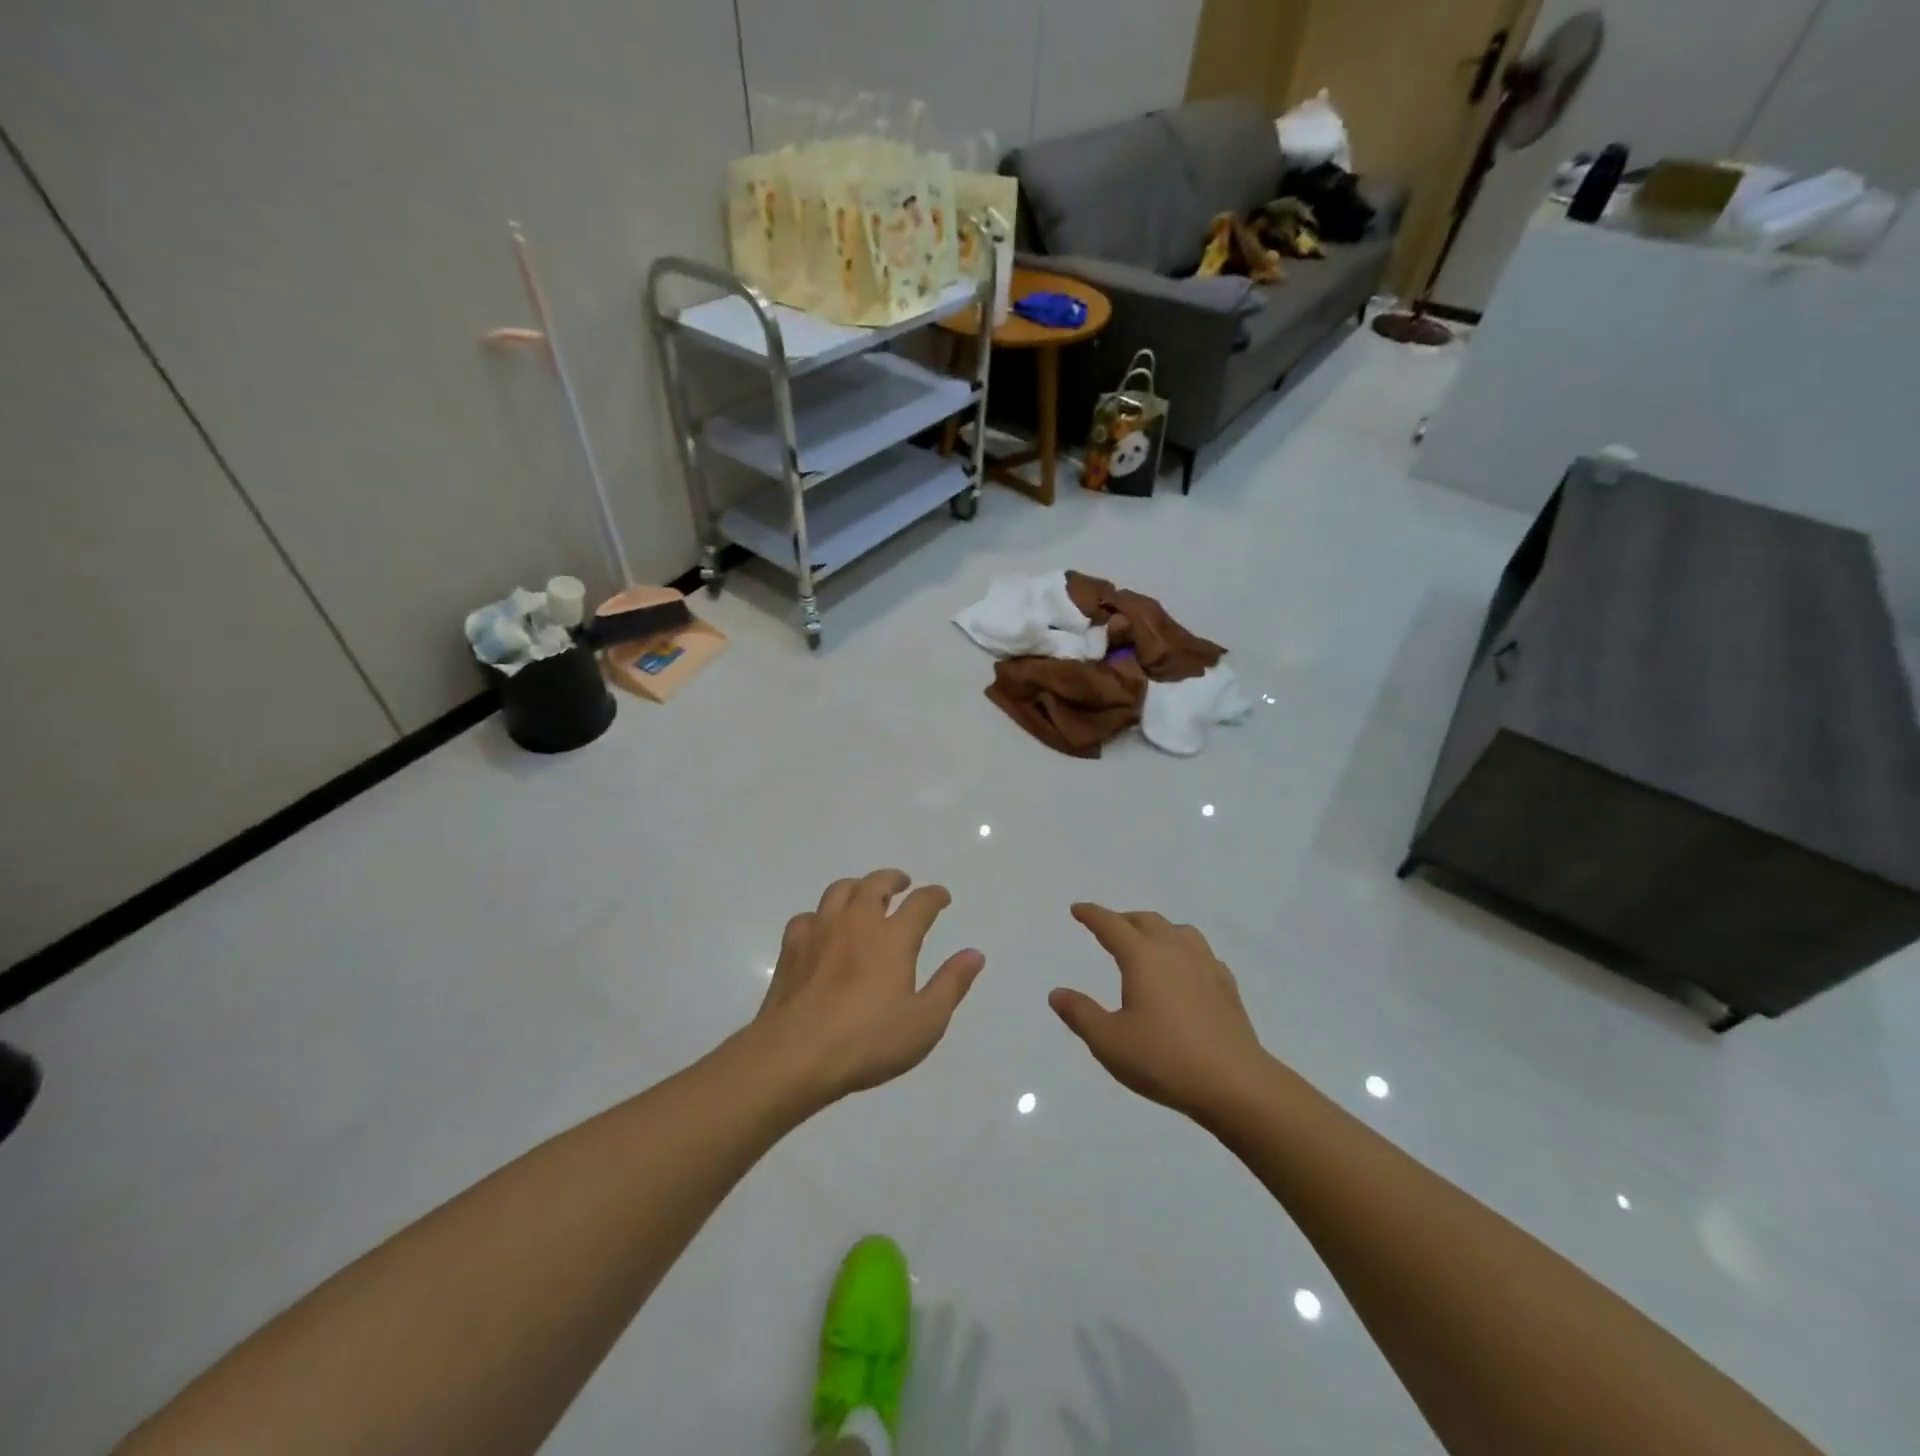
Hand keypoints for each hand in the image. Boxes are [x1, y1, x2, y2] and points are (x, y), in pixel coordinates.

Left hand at [754, 869, 985, 1103]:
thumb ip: (951, 984)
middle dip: (892, 879)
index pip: (920, 903)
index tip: (942, 897)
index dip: (934, 895)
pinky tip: (822, 929)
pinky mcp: (792, 948)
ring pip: (839, 891)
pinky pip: (808, 917)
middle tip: (901, 884)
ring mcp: (820, 931)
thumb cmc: (868, 1040)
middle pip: (875, 884)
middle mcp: (857, 922)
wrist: (796, 1054)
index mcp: (893, 937)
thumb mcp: (925, 1021)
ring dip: (857, 887)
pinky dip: (820, 916)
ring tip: (863, 895)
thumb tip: (974, 954)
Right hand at [1051, 904, 1269, 1120]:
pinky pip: (1201, 953)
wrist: (1235, 1084)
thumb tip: (1057, 993)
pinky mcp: (1227, 986)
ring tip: (1148, 942)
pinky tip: (1185, 971)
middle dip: (1124, 919)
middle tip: (1109, 927)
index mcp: (1143, 957)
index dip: (1092, 915)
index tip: (1078, 909)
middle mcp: (1175, 951)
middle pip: (1146, 921)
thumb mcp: (1109, 1042)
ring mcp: (1206, 966)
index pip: (1111, 925)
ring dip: (1158, 929)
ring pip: (1179, 931)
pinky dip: (1184, 951)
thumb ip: (1080, 1014)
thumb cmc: (1164, 1060)